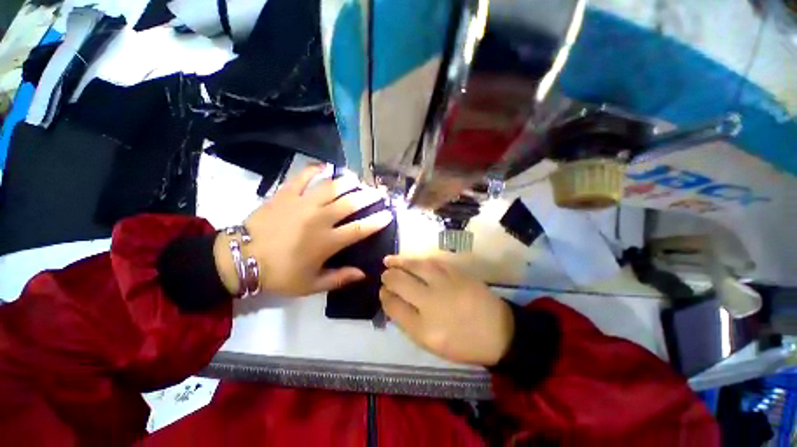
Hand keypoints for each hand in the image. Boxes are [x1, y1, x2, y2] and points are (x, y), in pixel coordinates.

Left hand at [215, 165, 392, 296]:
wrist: (240, 258)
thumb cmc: (279, 274)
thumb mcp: (311, 285)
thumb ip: (339, 278)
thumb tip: (363, 273)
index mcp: (327, 241)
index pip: (360, 229)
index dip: (377, 221)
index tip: (388, 214)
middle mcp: (320, 218)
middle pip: (351, 203)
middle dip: (369, 196)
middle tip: (379, 192)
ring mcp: (303, 203)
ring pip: (332, 186)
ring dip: (348, 181)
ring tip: (358, 180)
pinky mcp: (286, 193)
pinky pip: (304, 176)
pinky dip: (316, 169)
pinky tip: (325, 167)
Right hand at [380, 256, 513, 365]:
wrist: (499, 332)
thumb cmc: (463, 343)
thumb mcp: (432, 344)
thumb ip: (409, 323)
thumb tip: (393, 302)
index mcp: (424, 329)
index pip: (394, 307)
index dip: (384, 297)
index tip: (382, 293)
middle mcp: (432, 303)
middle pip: (400, 283)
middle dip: (388, 277)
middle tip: (385, 275)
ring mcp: (445, 284)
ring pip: (415, 267)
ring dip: (399, 262)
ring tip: (388, 260)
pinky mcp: (457, 273)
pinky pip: (432, 261)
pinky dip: (418, 259)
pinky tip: (411, 260)